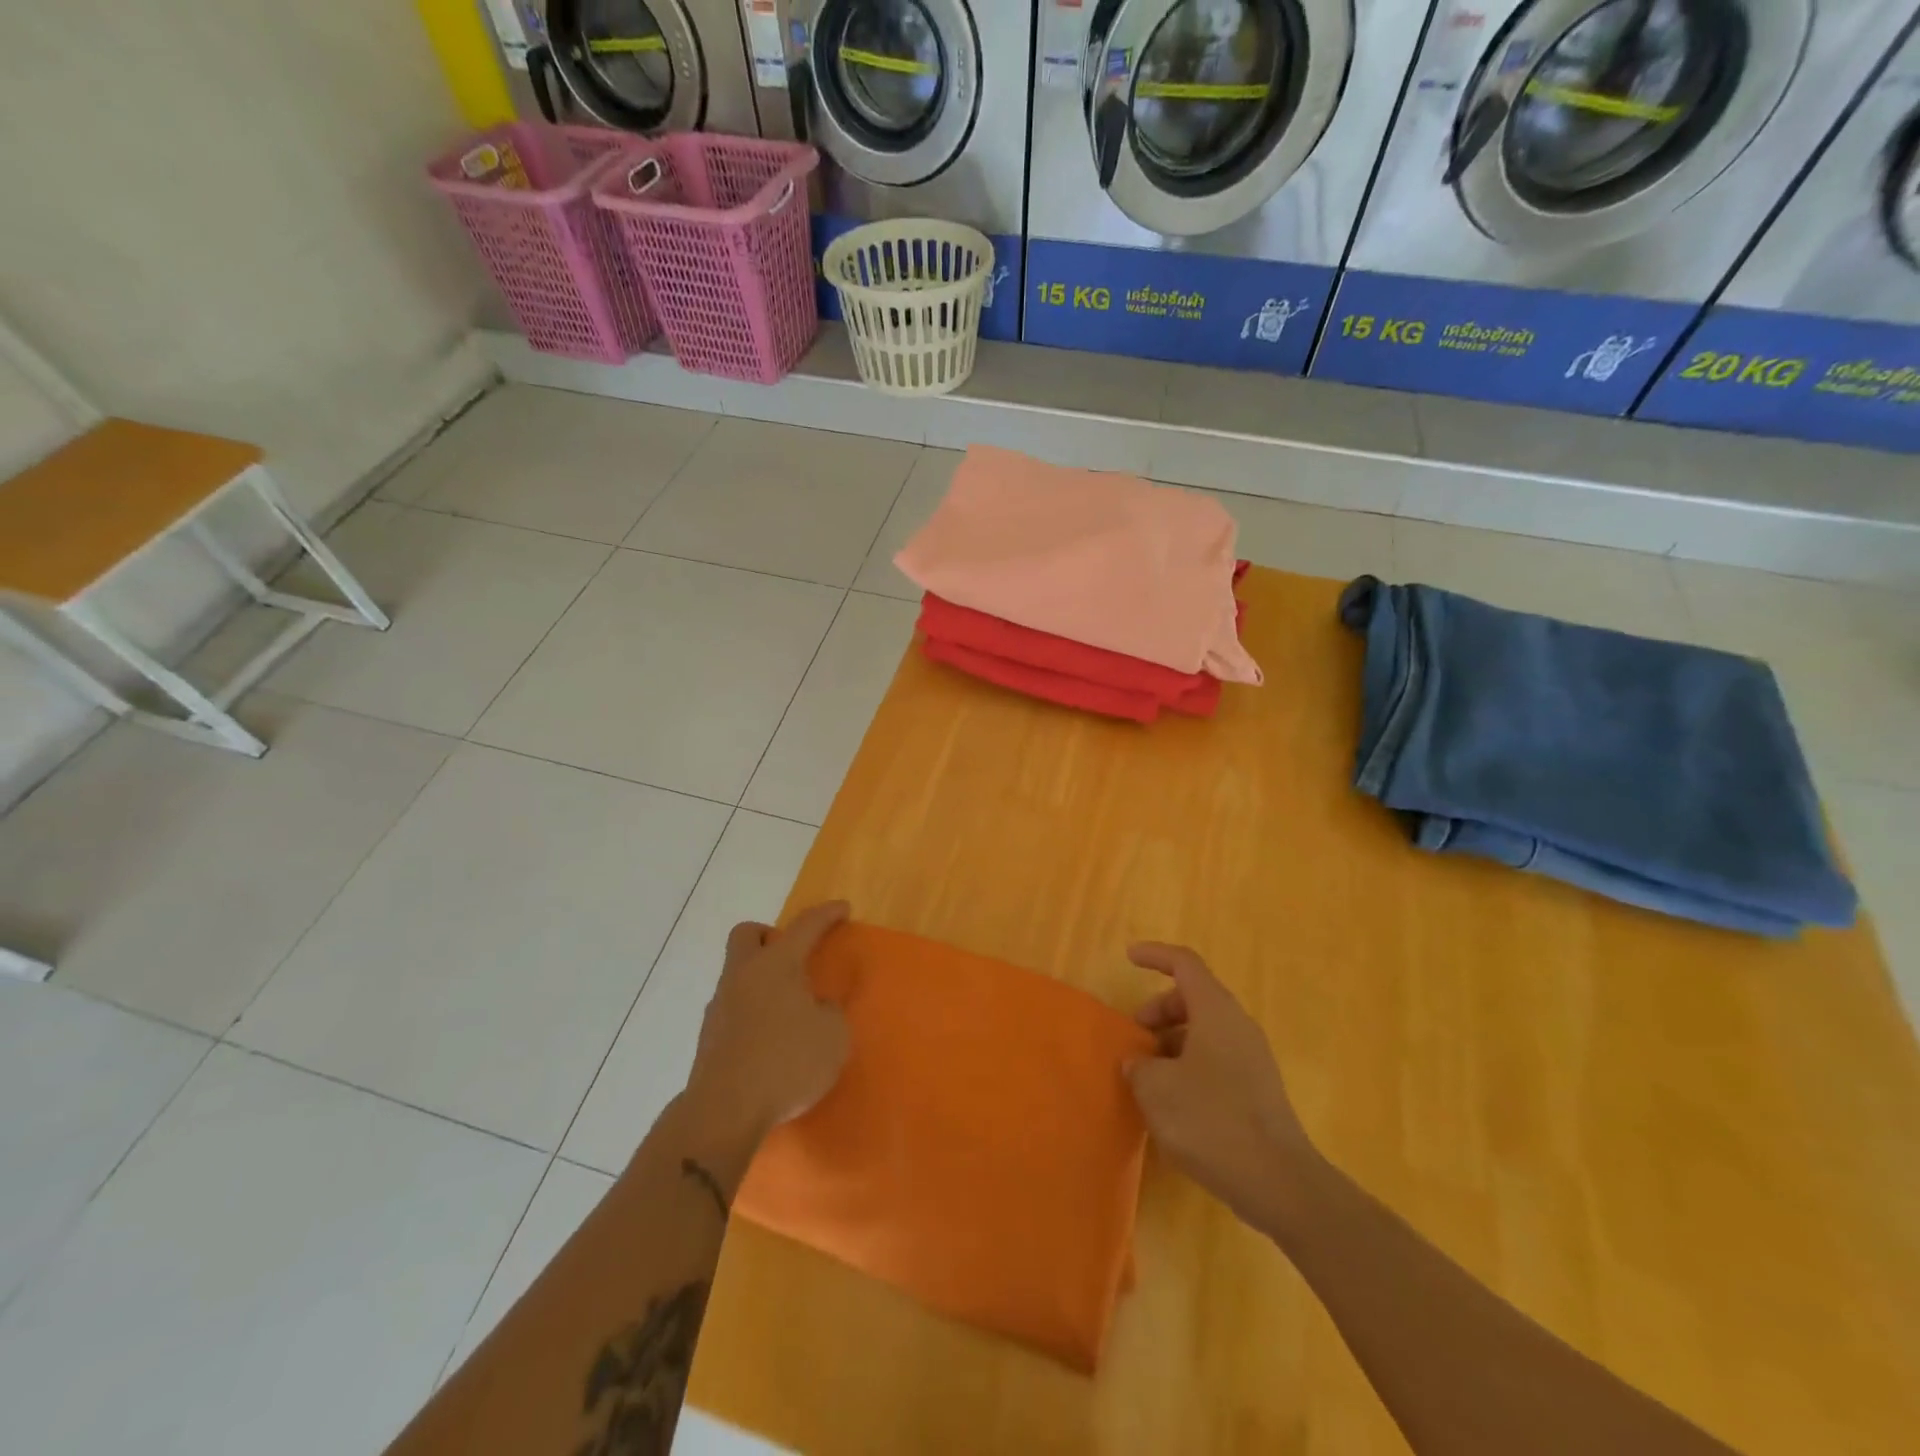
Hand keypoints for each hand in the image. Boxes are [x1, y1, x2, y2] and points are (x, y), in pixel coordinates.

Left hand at [683, 901, 851, 1146]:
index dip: (826, 915)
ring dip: (760, 979)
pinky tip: (768, 1038)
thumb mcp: (833, 1036)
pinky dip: (751, 1011)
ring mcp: (720, 1005)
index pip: (805, 926)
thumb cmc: (787, 1062)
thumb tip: (817, 1007)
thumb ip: (831, 1012)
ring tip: (787, 1008)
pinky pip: (733, 1008)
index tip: (842, 908)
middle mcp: (743, 975)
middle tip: (794, 957)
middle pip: (748, 935)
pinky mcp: (709, 1037)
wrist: (725, 1112)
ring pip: (737, 973)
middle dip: (771, 936)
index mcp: (776, 965)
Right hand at [1123, 943, 1315, 1231]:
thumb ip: (1139, 1065)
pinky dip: (1189, 1066)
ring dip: (1172, 1042)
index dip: (1155, 955)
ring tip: (1148, 1076)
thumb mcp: (1156, 1088)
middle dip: (1159, 1010)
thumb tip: (1138, 1062)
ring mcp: (1252, 1059)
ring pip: (1205, 1032)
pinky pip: (1216, 1060)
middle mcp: (1237, 1026)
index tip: (1129, 958)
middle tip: (1135, 1037)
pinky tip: (1173, 1104)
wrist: (1279, 1182)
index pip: (1184, 963)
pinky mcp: (1258, 1091)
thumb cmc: (1211, 1120)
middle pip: (1193, 998)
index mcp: (1215, 1011)